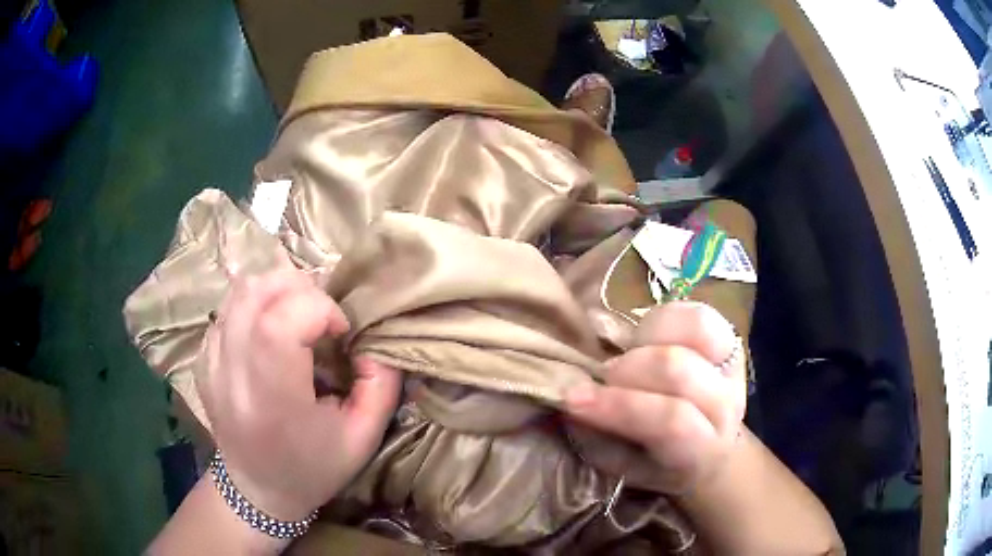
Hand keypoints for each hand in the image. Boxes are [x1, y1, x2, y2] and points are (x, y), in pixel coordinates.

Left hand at [197, 254, 401, 520]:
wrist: (257, 489)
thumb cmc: (314, 468)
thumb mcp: (363, 438)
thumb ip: (381, 384)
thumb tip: (372, 339)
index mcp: (272, 403)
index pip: (278, 323)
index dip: (317, 307)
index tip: (339, 329)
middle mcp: (231, 377)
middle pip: (255, 293)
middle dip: (299, 288)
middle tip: (321, 316)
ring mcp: (210, 365)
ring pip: (239, 291)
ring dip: (278, 289)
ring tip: (299, 315)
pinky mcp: (203, 359)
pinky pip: (229, 308)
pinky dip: (257, 304)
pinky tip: (272, 329)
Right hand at [564, 301, 745, 494]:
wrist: (707, 448)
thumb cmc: (657, 462)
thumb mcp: (621, 466)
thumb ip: (597, 436)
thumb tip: (568, 396)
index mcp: (701, 449)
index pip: (671, 421)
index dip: (621, 406)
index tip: (573, 399)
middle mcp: (725, 406)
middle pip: (678, 369)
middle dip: (627, 369)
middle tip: (603, 378)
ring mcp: (733, 368)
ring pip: (695, 330)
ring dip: (647, 338)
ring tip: (629, 354)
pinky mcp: (730, 340)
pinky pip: (698, 313)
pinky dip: (665, 317)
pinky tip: (647, 336)